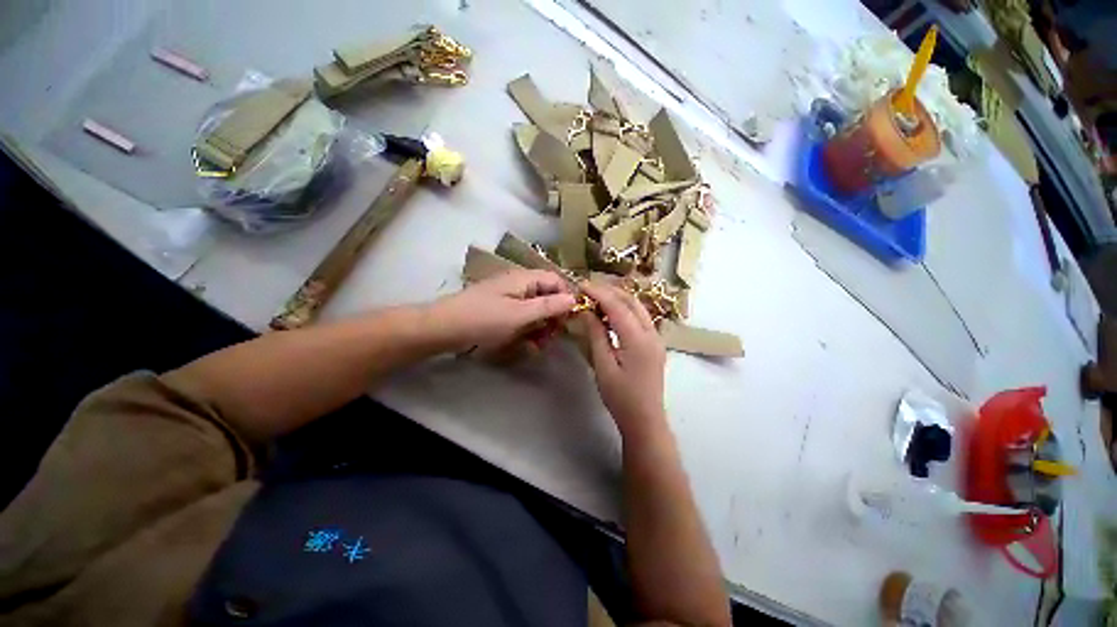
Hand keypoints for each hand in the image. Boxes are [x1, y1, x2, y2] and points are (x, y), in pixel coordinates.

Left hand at [432, 269, 575, 352]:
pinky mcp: (502, 311)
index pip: (556, 281)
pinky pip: (523, 318)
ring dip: (541, 327)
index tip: (571, 319)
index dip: (567, 298)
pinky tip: (526, 344)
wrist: (443, 329)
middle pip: (548, 296)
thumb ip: (548, 306)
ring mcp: (510, 298)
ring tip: (538, 344)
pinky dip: (528, 330)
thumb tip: (574, 299)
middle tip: (552, 337)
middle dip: (553, 317)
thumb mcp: (519, 315)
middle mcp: (519, 285)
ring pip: (537, 309)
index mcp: (524, 279)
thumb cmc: (483, 319)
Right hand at [580, 282, 667, 436]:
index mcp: (638, 339)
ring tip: (597, 298)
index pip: (617, 306)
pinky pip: (640, 318)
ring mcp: (656, 338)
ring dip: (618, 299)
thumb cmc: (621, 397)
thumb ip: (596, 335)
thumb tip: (587, 311)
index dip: (598, 293)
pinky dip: (625, 310)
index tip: (581, 285)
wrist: (645, 420)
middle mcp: (651, 333)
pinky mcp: (655, 344)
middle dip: (609, 291)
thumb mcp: (603, 366)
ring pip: (638, 308)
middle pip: (631, 301)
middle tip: (588, 289)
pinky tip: (611, 314)